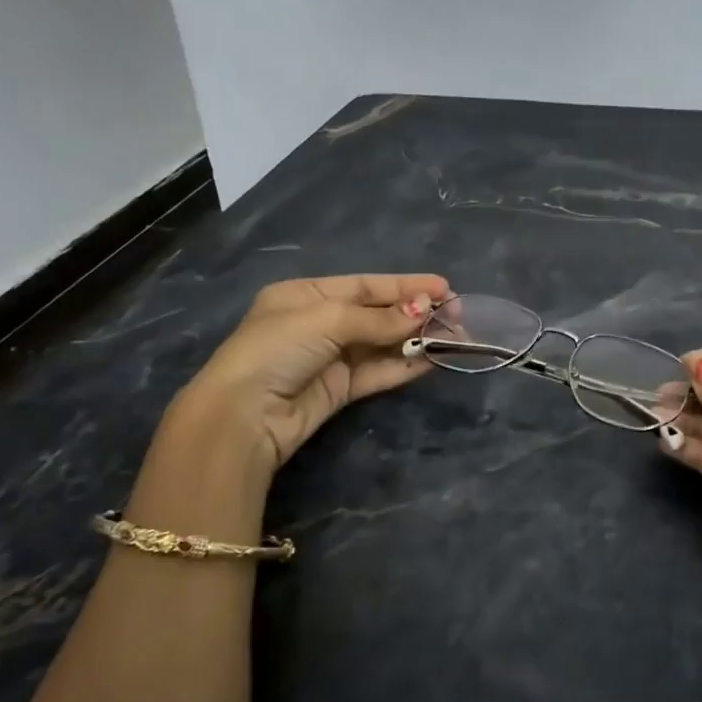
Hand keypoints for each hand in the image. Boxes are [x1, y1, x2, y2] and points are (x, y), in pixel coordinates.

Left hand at [162, 273, 451, 485]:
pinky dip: (405, 364)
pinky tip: (433, 358)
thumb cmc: (278, 349)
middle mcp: (319, 323)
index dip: (406, 285)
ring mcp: (330, 358)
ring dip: (417, 339)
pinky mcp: (340, 390)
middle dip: (416, 312)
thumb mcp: (327, 319)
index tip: (444, 288)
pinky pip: (379, 371)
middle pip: (378, 314)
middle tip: (456, 315)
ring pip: (383, 343)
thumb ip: (379, 317)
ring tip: (454, 336)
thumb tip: (424, 310)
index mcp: (306, 295)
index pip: (365, 285)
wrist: (245, 415)